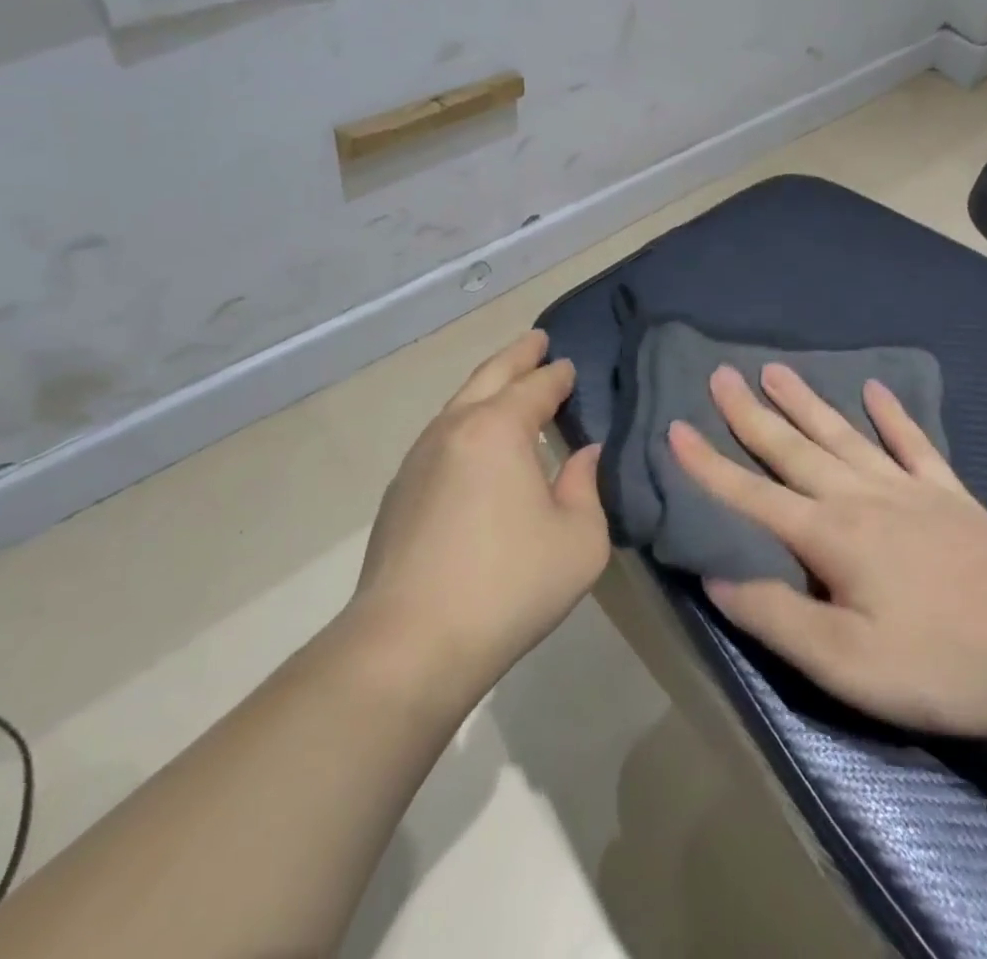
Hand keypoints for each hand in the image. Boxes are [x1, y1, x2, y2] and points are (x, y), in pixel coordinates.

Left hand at [345, 331, 608, 705]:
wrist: (409, 644)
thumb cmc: (509, 584)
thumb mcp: (579, 540)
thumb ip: (586, 488)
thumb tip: (584, 456)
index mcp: (498, 429)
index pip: (535, 387)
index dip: (556, 375)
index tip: (569, 366)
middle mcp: (454, 430)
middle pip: (489, 377)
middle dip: (517, 356)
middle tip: (536, 341)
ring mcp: (419, 460)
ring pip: (458, 405)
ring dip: (487, 387)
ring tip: (507, 384)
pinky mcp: (399, 493)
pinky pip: (441, 437)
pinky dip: (466, 422)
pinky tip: (476, 444)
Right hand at [672, 363, 986, 737]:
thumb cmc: (943, 660)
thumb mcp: (847, 663)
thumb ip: (776, 618)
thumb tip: (714, 579)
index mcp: (829, 535)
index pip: (752, 494)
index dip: (708, 464)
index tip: (676, 427)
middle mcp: (860, 496)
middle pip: (793, 448)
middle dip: (750, 413)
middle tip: (721, 373)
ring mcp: (908, 489)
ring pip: (842, 434)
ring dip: (805, 402)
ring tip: (775, 369)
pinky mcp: (949, 495)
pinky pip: (912, 443)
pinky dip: (892, 415)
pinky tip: (875, 390)